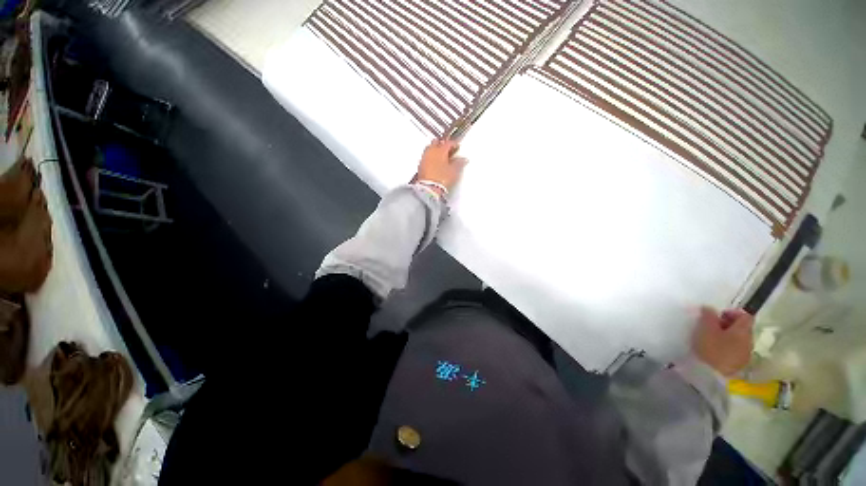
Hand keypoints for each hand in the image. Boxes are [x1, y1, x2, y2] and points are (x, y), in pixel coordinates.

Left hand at [414, 139, 468, 195]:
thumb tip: (463, 160)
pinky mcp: (420, 165)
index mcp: (440, 150)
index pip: (448, 143)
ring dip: (435, 150)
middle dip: (443, 144)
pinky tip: (434, 163)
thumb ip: (459, 163)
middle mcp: (431, 151)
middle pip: (437, 142)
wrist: (429, 188)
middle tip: (448, 150)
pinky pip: (426, 157)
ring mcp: (424, 158)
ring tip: (441, 156)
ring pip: (430, 148)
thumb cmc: (441, 179)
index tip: (457, 147)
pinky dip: (431, 157)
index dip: (454, 144)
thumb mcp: (454, 171)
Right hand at [692, 307, 753, 376]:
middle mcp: (749, 341)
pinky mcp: (739, 364)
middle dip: (728, 325)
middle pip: (743, 328)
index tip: (717, 315)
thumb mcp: (705, 328)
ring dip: (727, 336)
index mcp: (743, 330)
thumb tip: (710, 308)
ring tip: (712, 339)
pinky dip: (727, 347)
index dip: (732, 312)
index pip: (745, 316)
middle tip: (712, 326)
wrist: (712, 375)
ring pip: (739, 340)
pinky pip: (736, 350)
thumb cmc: (710, 347)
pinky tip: (715, 350)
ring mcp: (745, 354)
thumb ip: (708, 315)